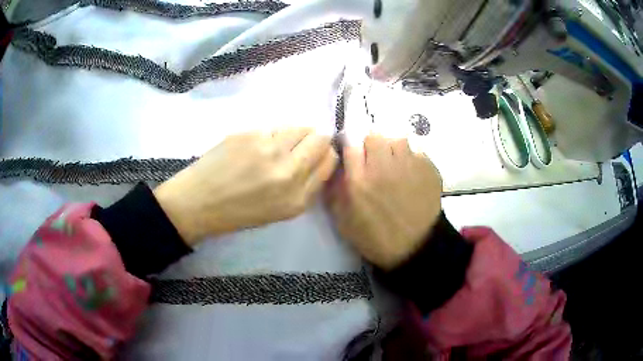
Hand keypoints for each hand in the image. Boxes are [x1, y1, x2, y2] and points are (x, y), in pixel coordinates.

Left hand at [154, 128, 337, 245]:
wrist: (198, 202)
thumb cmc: (239, 212)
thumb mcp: (280, 211)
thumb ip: (306, 185)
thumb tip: (319, 157)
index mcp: (297, 198)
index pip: (330, 160)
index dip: (326, 154)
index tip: (316, 154)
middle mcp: (288, 171)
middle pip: (320, 138)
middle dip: (315, 139)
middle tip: (299, 146)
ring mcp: (267, 148)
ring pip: (299, 126)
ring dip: (294, 134)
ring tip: (275, 146)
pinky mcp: (249, 133)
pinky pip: (274, 127)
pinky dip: (271, 134)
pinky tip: (254, 146)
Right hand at [326, 135, 442, 269]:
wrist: (415, 248)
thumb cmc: (375, 238)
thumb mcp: (343, 221)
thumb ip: (334, 193)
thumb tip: (334, 169)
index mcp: (359, 180)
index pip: (351, 143)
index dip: (351, 145)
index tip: (353, 152)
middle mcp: (383, 167)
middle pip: (374, 136)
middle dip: (372, 145)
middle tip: (375, 160)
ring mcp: (408, 166)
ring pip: (398, 139)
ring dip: (393, 148)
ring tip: (396, 164)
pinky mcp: (428, 169)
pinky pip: (417, 151)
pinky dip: (412, 158)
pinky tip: (413, 174)